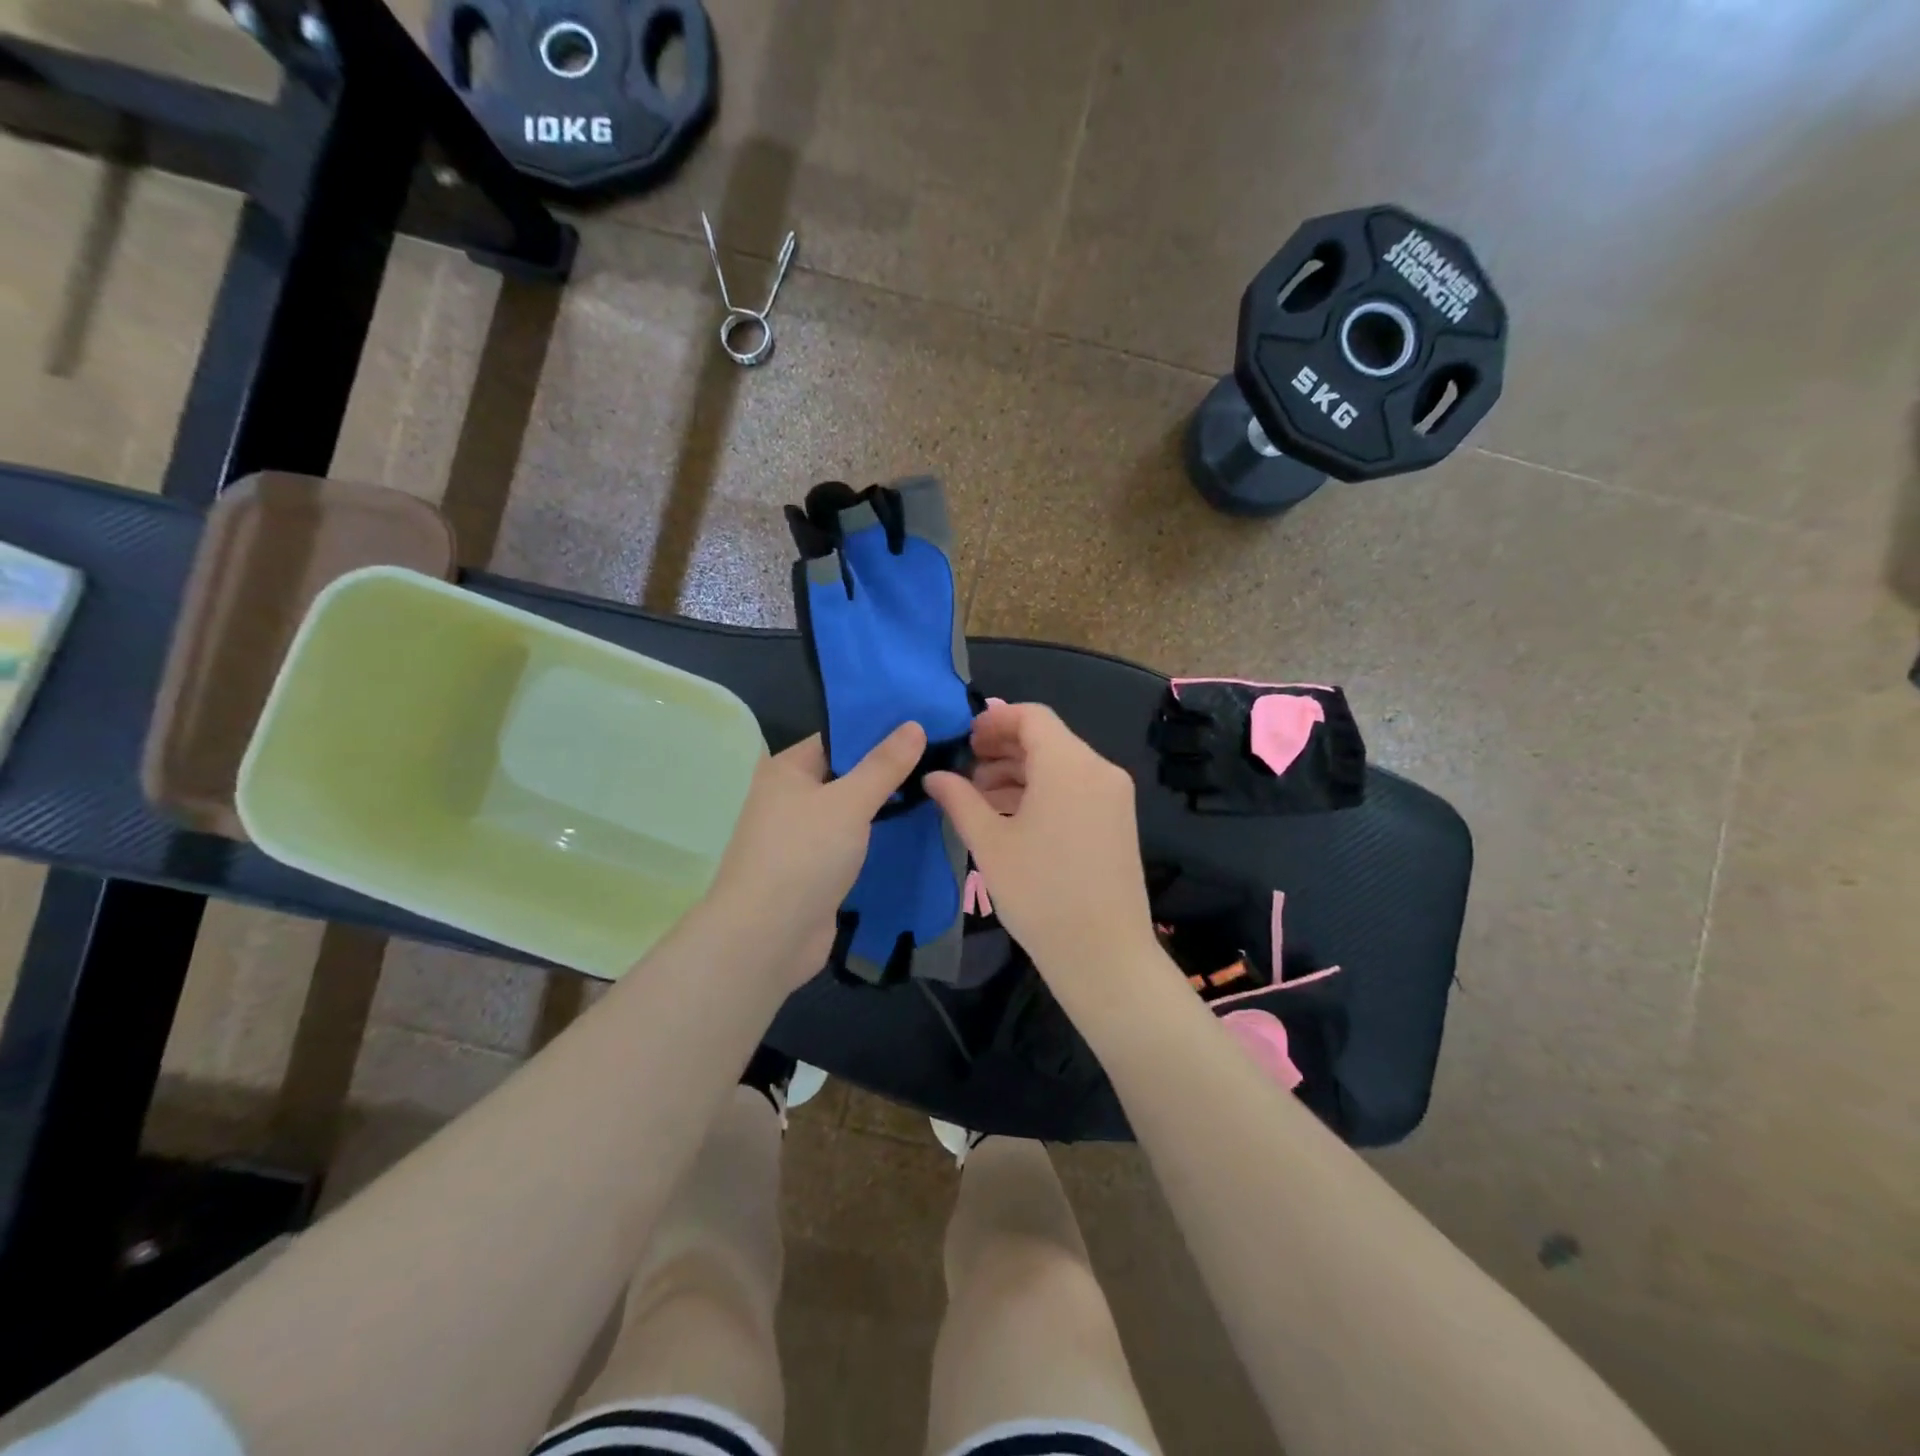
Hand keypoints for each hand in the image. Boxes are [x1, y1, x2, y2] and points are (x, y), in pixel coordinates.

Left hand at [706, 723, 926, 987]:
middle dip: (888, 769)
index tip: (924, 725)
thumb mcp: (849, 801)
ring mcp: (803, 836)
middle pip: (846, 773)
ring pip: (851, 810)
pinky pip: (852, 841)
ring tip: (937, 788)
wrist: (767, 938)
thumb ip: (884, 765)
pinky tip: (915, 829)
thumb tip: (914, 725)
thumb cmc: (803, 855)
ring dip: (885, 805)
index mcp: (787, 769)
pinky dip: (877, 836)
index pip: (838, 738)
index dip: (879, 730)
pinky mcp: (816, 869)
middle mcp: (790, 797)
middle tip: (940, 758)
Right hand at [926, 703, 1156, 994]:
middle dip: (1003, 749)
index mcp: (1069, 765)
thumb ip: (959, 800)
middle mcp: (1098, 770)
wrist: (1103, 953)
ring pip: (1061, 765)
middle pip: (1047, 739)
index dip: (994, 721)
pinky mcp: (1118, 821)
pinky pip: (1076, 788)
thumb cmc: (1040, 893)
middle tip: (965, 771)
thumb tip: (933, 776)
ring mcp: (1114, 796)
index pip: (1032, 717)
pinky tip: (1012, 817)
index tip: (964, 741)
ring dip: (1021, 772)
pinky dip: (1044, 791)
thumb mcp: (989, 843)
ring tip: (981, 799)